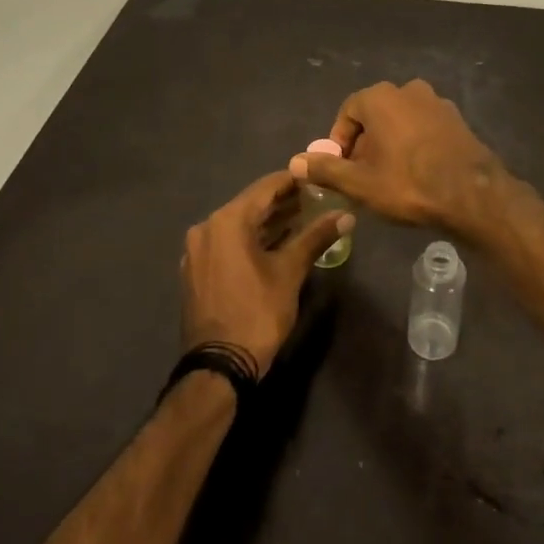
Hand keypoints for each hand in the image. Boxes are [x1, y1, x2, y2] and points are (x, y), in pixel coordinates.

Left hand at [180, 171, 351, 379]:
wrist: (219, 367)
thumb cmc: (257, 313)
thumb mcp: (290, 272)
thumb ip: (316, 237)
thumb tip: (346, 215)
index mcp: (226, 221)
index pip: (265, 187)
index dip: (294, 180)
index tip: (318, 177)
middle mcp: (206, 228)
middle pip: (251, 205)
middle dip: (284, 202)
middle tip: (317, 198)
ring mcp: (198, 250)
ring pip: (239, 225)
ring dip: (269, 222)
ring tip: (304, 218)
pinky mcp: (197, 270)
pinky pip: (228, 243)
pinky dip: (252, 239)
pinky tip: (277, 243)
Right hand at [288, 79, 506, 233]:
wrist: (471, 194)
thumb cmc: (408, 183)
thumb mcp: (359, 182)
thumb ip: (326, 169)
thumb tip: (296, 161)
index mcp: (380, 97)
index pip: (347, 112)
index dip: (339, 142)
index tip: (340, 168)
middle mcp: (408, 90)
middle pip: (374, 115)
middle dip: (365, 143)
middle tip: (362, 174)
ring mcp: (436, 102)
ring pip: (400, 120)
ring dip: (390, 143)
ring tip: (389, 175)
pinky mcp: (456, 119)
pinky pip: (424, 127)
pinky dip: (414, 143)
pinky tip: (417, 171)